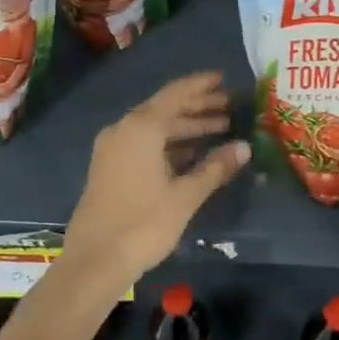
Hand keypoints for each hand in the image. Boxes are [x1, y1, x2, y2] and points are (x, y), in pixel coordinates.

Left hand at [60, 72, 249, 283]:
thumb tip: (244, 147)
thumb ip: (215, 168)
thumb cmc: (143, 224)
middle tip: (230, 106)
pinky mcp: (109, 167)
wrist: (94, 261)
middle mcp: (124, 129)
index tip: (224, 78)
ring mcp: (113, 148)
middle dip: (198, 107)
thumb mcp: (185, 196)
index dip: (201, 86)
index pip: (176, 94)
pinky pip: (144, 143)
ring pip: (155, 127)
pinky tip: (193, 153)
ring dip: (186, 126)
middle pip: (166, 109)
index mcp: (141, 128)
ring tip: (220, 129)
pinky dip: (169, 143)